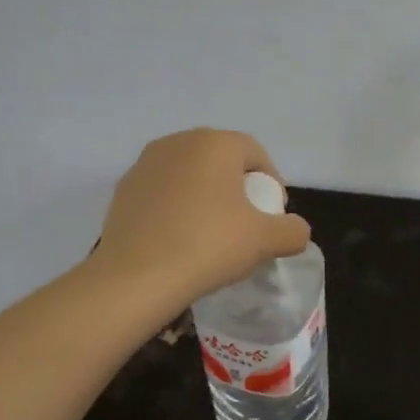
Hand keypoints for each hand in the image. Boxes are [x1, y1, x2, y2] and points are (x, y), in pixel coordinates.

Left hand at [93, 129, 311, 304]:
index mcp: (215, 143)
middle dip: (237, 186)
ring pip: (189, 173)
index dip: (271, 182)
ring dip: (205, 194)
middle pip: (221, 159)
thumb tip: (295, 230)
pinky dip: (176, 206)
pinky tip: (178, 238)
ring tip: (210, 231)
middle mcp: (178, 142)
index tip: (272, 215)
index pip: (255, 153)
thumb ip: (293, 231)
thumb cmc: (208, 246)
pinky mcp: (123, 188)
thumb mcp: (266, 241)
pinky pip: (162, 190)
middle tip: (245, 222)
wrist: (136, 277)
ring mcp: (145, 163)